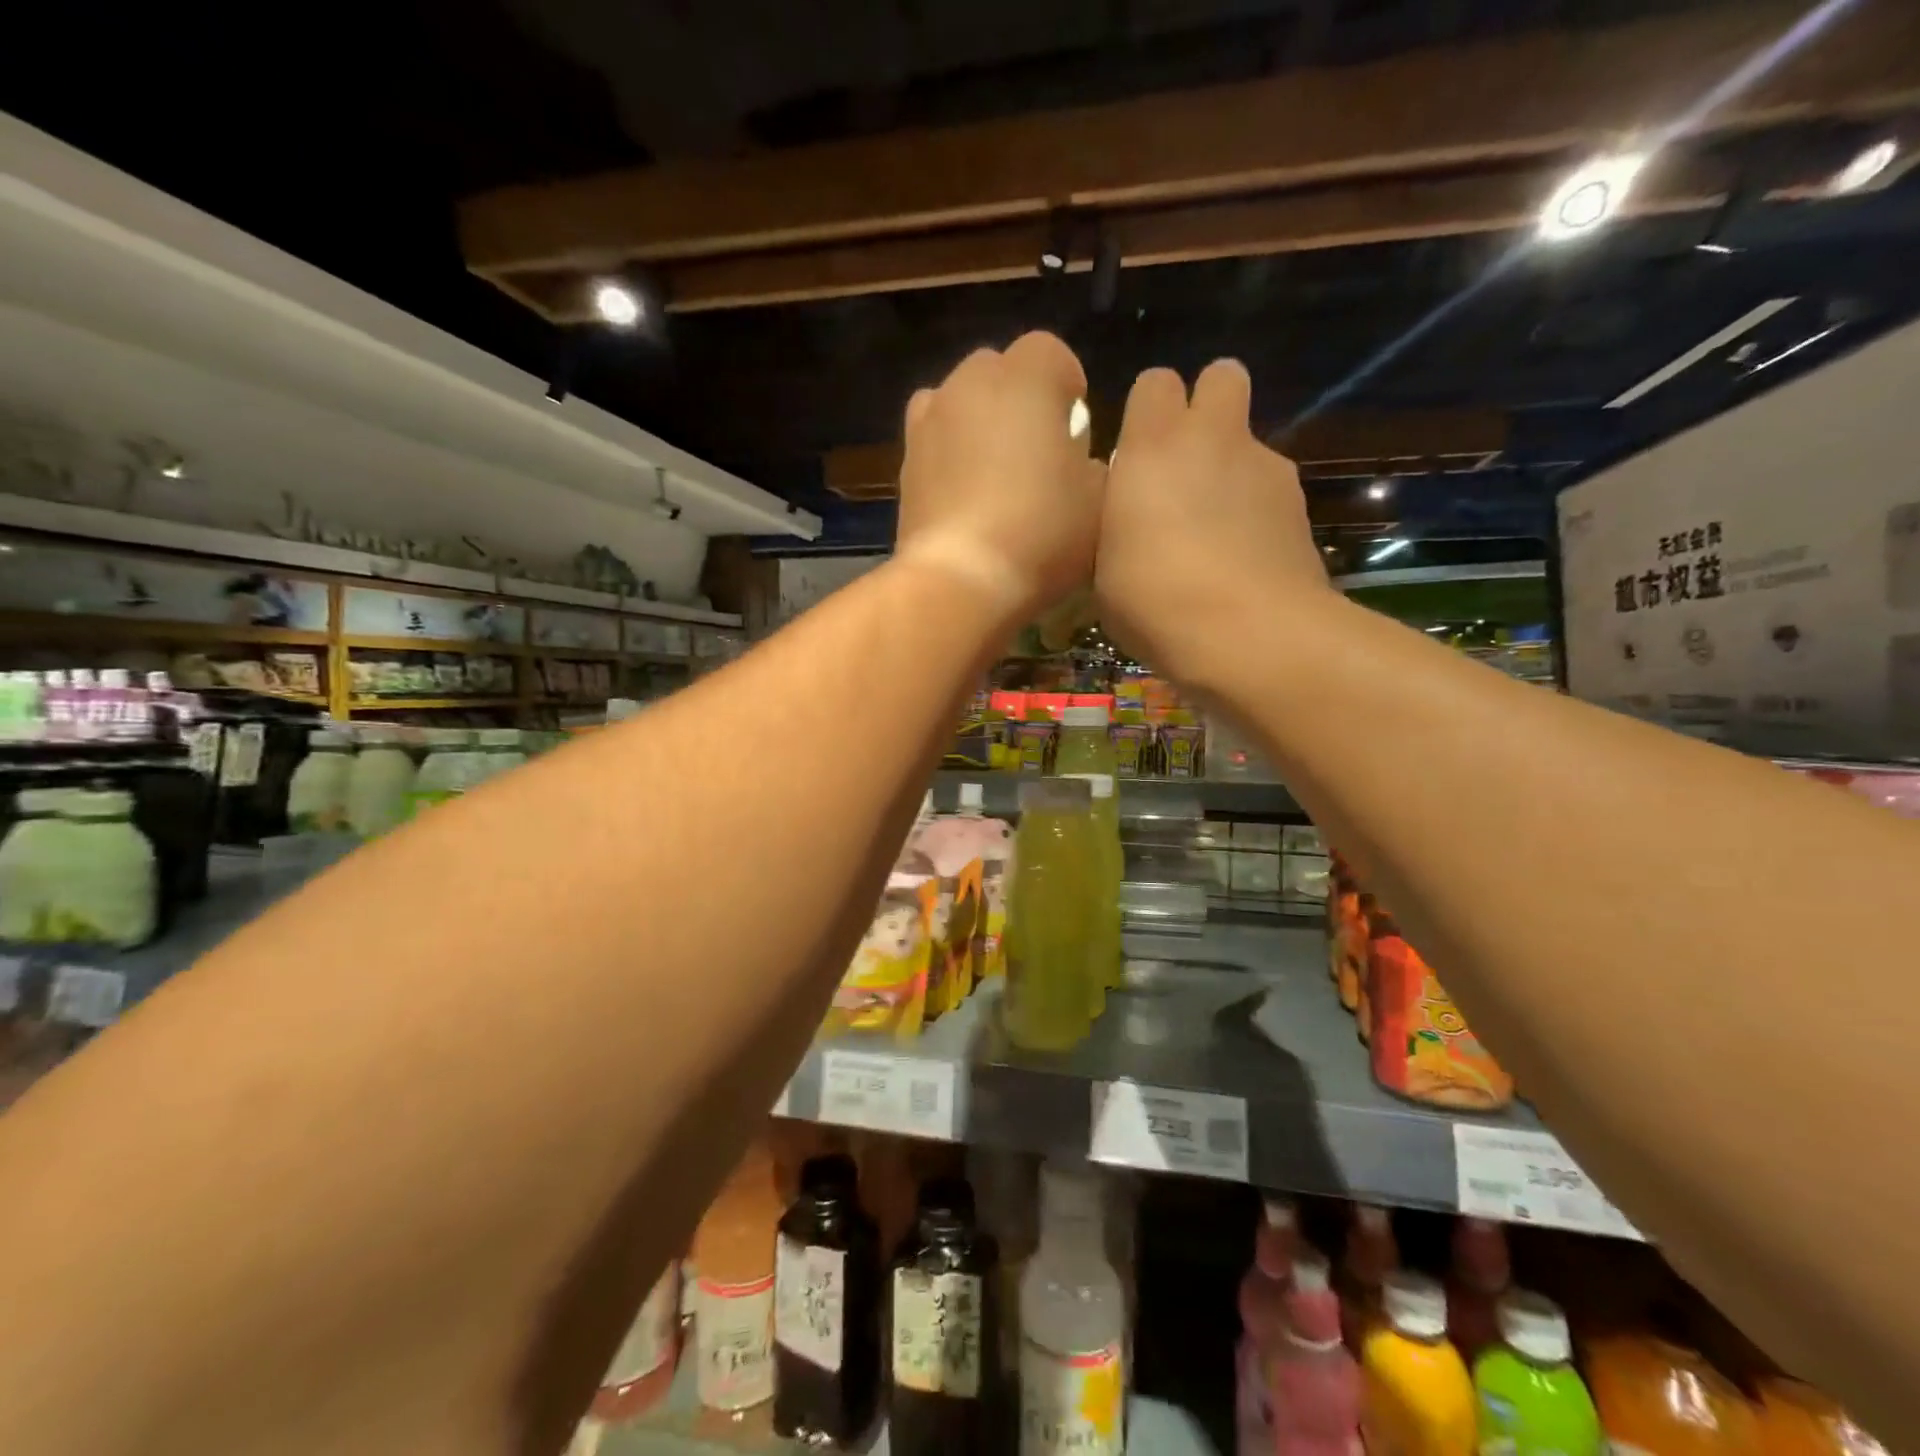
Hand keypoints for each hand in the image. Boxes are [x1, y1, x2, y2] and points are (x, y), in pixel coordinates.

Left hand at [895, 331, 1103, 620]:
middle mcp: (969, 383)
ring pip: (959, 402)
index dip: (1067, 386)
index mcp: (1026, 377)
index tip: (1076, 428)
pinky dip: (949, 455)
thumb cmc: (1041, 532)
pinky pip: (934, 442)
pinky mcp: (905, 462)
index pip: (1052, 353)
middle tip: (1037, 450)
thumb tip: (1078, 463)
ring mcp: (929, 421)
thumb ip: (1093, 467)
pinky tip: (964, 496)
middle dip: (1019, 399)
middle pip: (999, 371)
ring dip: (978, 423)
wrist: (960, 579)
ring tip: (995, 472)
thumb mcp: (1098, 502)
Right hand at [1095, 359, 1328, 684]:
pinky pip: (1270, 491)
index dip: (1147, 412)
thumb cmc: (1154, 600)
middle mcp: (1214, 439)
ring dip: (1230, 470)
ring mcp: (1266, 468)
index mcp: (1154, 446)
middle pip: (1222, 376)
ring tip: (1214, 534)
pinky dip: (1255, 512)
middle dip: (1205, 406)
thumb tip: (1128, 514)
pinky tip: (1243, 560)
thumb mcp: (1103, 566)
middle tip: (1183, 463)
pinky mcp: (1300, 505)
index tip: (1135, 454)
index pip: (1155, 383)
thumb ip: (1116, 521)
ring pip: (1248, 443)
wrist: (1248, 634)